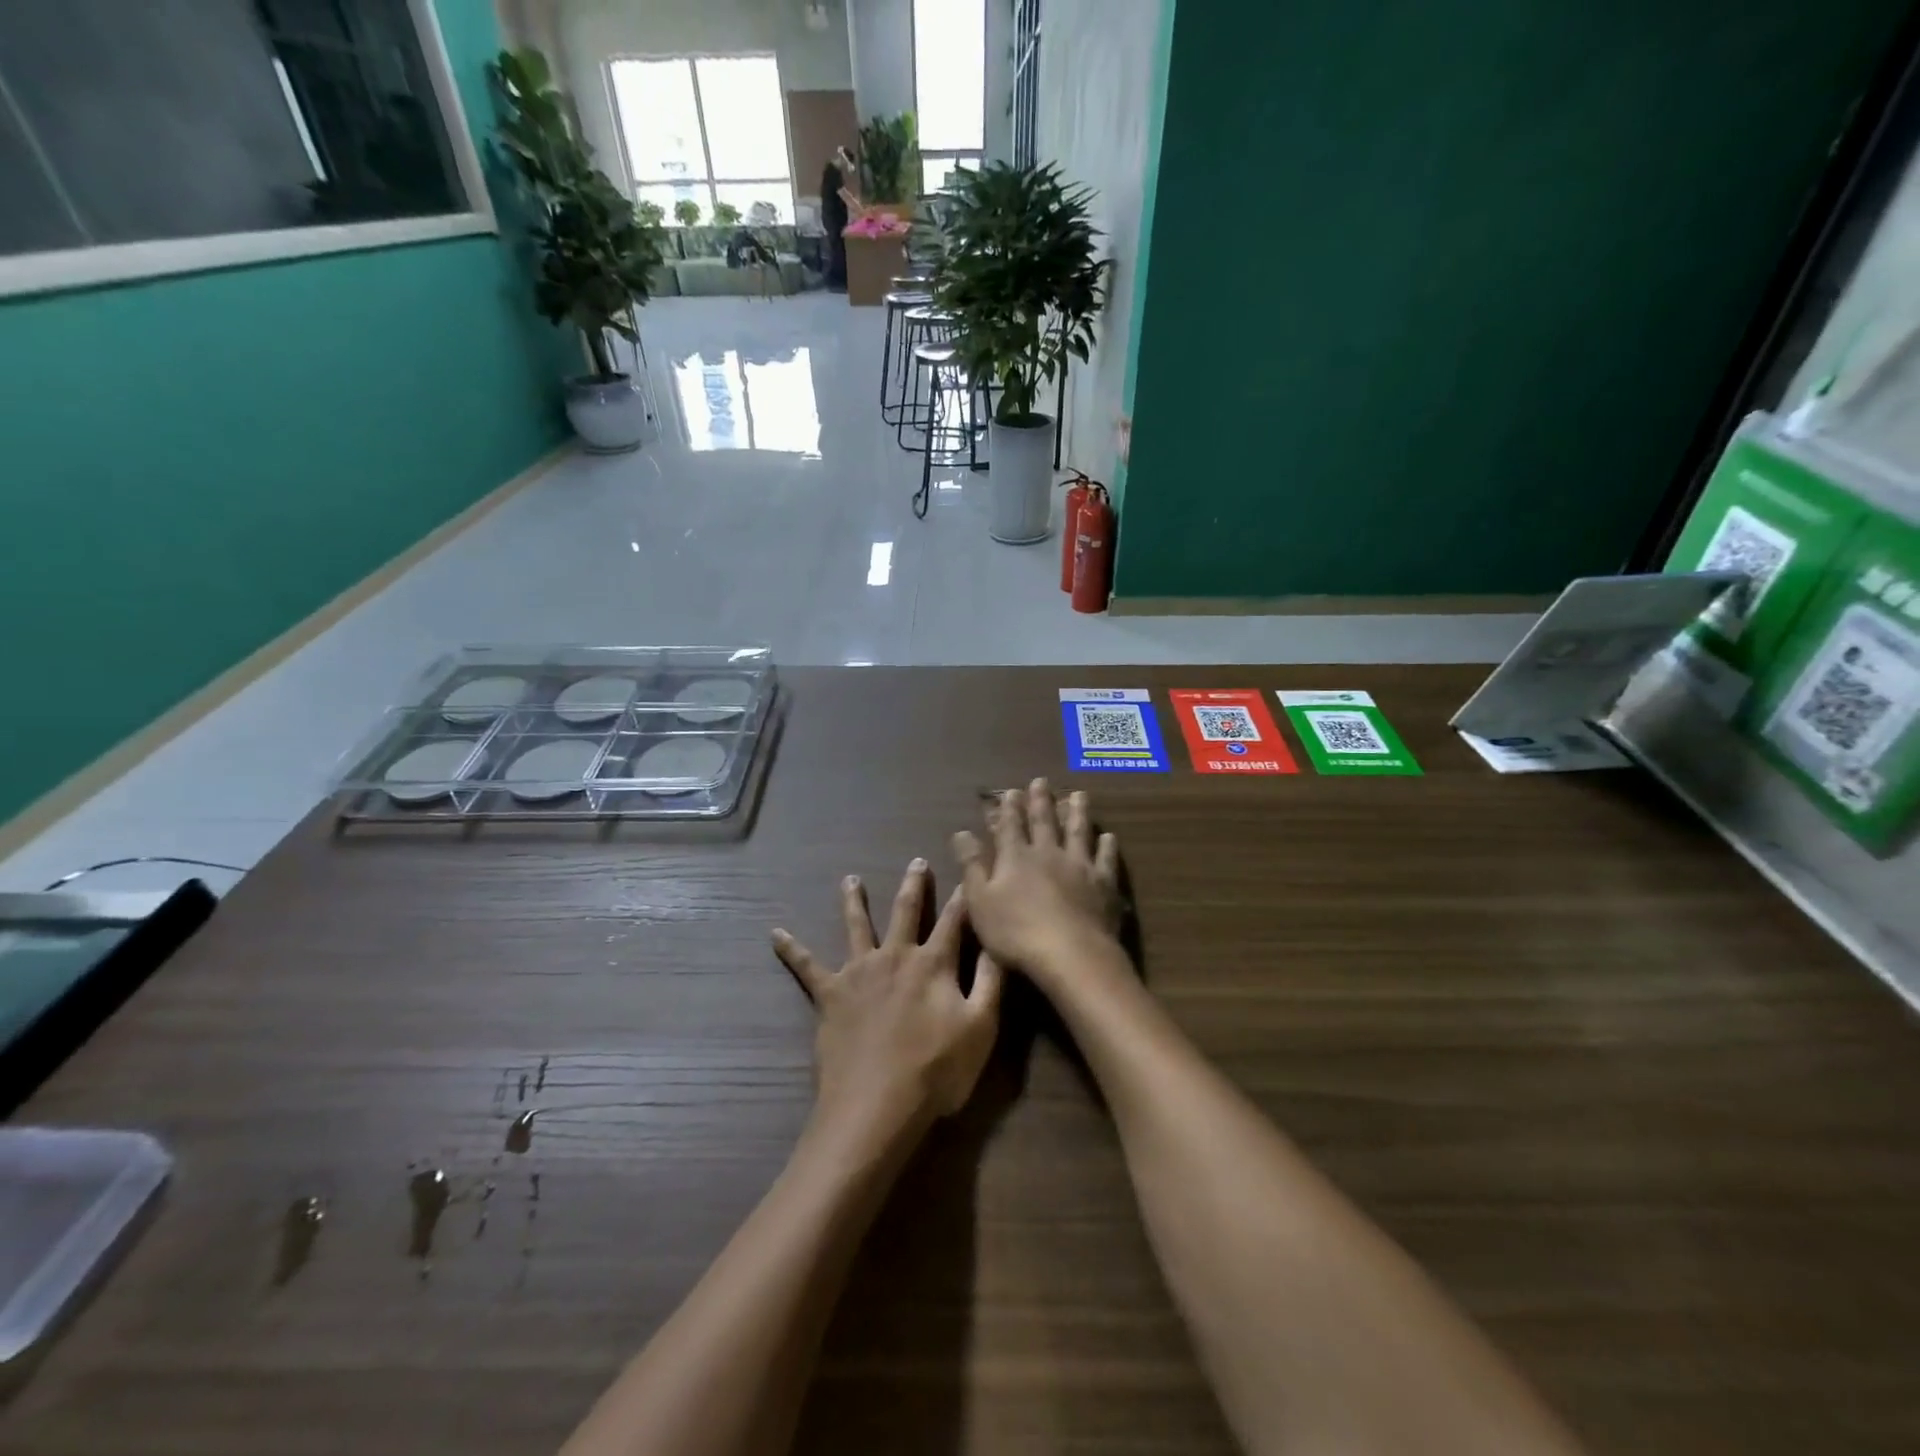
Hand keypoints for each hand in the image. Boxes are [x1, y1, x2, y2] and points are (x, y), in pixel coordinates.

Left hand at [773, 860, 1002, 1149]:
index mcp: (933, 963)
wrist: (876, 1105)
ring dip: (854, 901)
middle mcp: (895, 956)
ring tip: (850, 880)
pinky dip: (792, 949)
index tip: (968, 874)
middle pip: (906, 911)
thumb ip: (991, 980)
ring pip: (857, 926)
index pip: (954, 921)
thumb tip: (997, 940)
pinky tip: (775, 933)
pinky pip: (807, 967)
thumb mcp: (981, 1026)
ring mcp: (859, 972)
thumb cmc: (936, 1070)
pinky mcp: (830, 994)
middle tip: (916, 860)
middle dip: (915, 885)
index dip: (964, 898)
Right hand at [954, 779, 1124, 984]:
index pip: (1010, 827)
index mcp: (1016, 857)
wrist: (1070, 954)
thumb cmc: (1016, 932)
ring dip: (1077, 812)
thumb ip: (972, 865)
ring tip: (1079, 795)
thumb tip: (961, 833)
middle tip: (1041, 781)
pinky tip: (1109, 837)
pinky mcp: (1103, 884)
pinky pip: (1105, 859)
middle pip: (1044, 822)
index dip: (1009, 809)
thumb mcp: (980, 901)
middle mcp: (1048, 853)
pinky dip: (1107, 846)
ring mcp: (1079, 866)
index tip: (1011, 791)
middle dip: (1040, 801)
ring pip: (1078, 832)